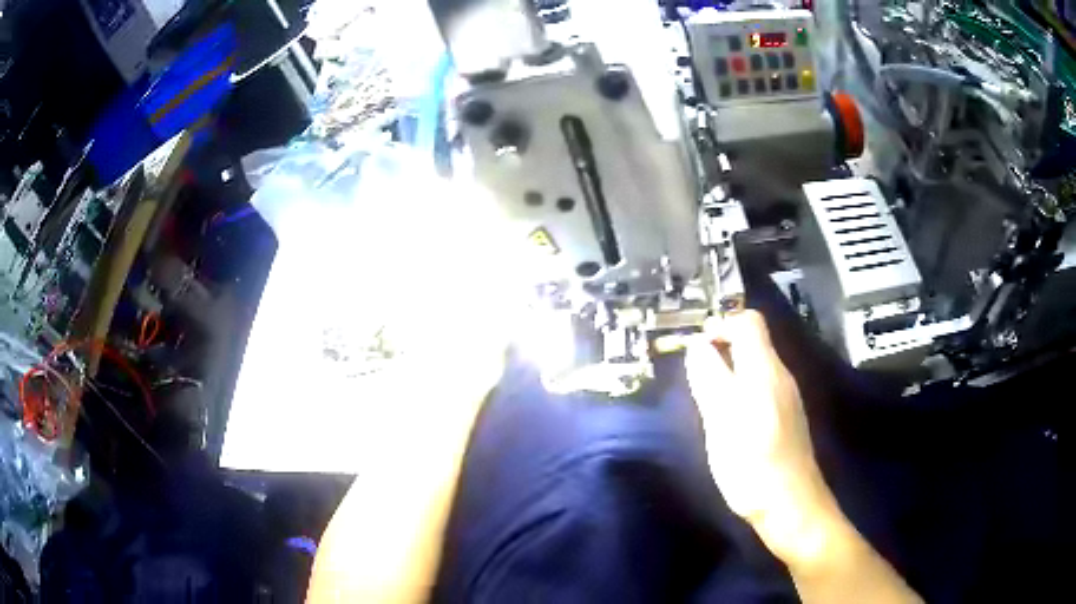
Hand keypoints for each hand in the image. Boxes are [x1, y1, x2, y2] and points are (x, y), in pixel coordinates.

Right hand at [684, 311, 840, 566]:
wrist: (792, 506)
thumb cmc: (753, 465)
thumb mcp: (722, 422)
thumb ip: (710, 380)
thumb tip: (698, 345)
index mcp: (765, 370)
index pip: (749, 322)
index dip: (721, 326)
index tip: (696, 350)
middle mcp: (780, 376)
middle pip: (752, 342)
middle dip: (721, 351)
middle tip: (695, 381)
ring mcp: (786, 398)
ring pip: (755, 368)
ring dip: (728, 374)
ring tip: (707, 404)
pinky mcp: (786, 418)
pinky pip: (761, 389)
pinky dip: (740, 393)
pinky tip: (730, 424)